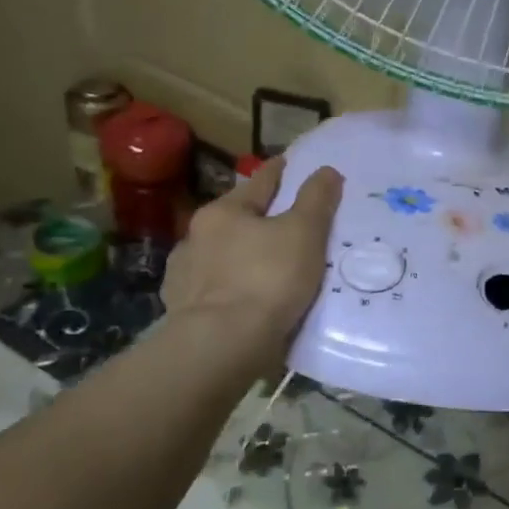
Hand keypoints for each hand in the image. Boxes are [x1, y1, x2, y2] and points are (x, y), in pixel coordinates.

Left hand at [161, 159, 342, 360]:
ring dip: (239, 257)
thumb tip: (326, 170)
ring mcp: (184, 276)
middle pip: (235, 220)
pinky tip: (239, 298)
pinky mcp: (182, 311)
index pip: (258, 183)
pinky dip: (228, 289)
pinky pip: (212, 291)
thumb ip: (316, 200)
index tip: (287, 163)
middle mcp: (196, 237)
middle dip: (256, 219)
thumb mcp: (304, 233)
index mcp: (223, 212)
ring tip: (261, 267)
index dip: (278, 172)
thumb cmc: (267, 279)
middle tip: (282, 222)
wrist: (222, 345)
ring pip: (220, 257)